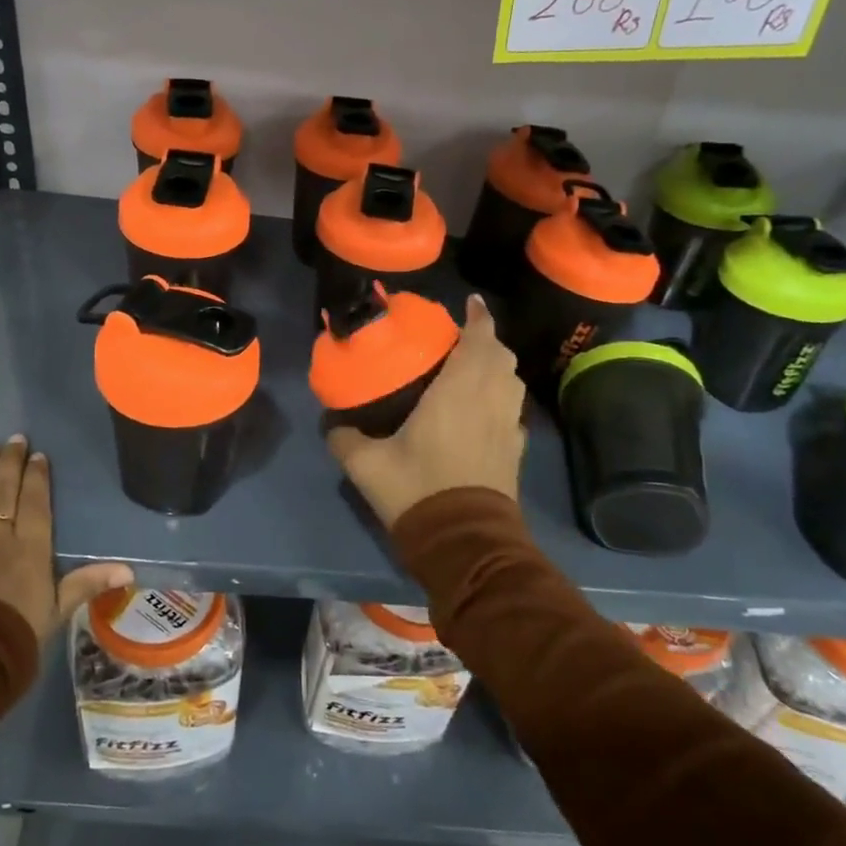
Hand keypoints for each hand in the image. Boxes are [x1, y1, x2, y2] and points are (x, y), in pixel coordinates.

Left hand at [0, 436, 131, 640]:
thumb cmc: (13, 641)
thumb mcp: (55, 614)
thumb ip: (86, 584)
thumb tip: (128, 570)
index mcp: (29, 551)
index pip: (35, 504)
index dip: (36, 477)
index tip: (37, 455)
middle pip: (3, 493)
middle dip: (8, 463)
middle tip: (12, 439)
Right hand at [327, 295, 526, 528]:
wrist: (465, 542)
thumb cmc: (418, 490)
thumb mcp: (367, 465)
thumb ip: (344, 438)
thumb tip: (330, 423)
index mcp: (459, 392)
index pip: (480, 340)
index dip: (479, 317)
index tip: (471, 302)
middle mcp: (491, 400)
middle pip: (501, 356)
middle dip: (486, 339)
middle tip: (459, 338)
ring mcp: (508, 425)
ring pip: (512, 381)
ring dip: (497, 366)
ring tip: (472, 367)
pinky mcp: (515, 450)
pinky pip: (513, 408)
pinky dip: (501, 396)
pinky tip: (481, 409)